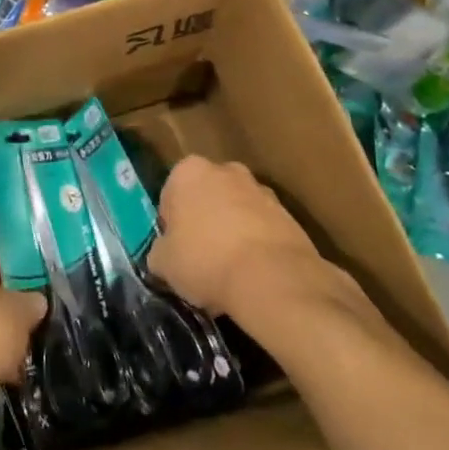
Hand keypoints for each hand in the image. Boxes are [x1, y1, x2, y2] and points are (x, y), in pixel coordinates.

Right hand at [149, 156, 329, 321]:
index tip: (175, 249)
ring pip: (237, 210)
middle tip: (200, 256)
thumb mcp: (163, 263)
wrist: (273, 279)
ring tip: (230, 270)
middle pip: (206, 196)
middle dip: (203, 220)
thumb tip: (163, 254)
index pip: (170, 195)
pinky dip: (257, 245)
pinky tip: (253, 274)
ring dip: (232, 231)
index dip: (171, 225)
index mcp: (188, 171)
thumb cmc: (206, 260)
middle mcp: (226, 170)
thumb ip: (159, 251)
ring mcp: (261, 190)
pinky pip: (262, 228)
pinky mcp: (289, 215)